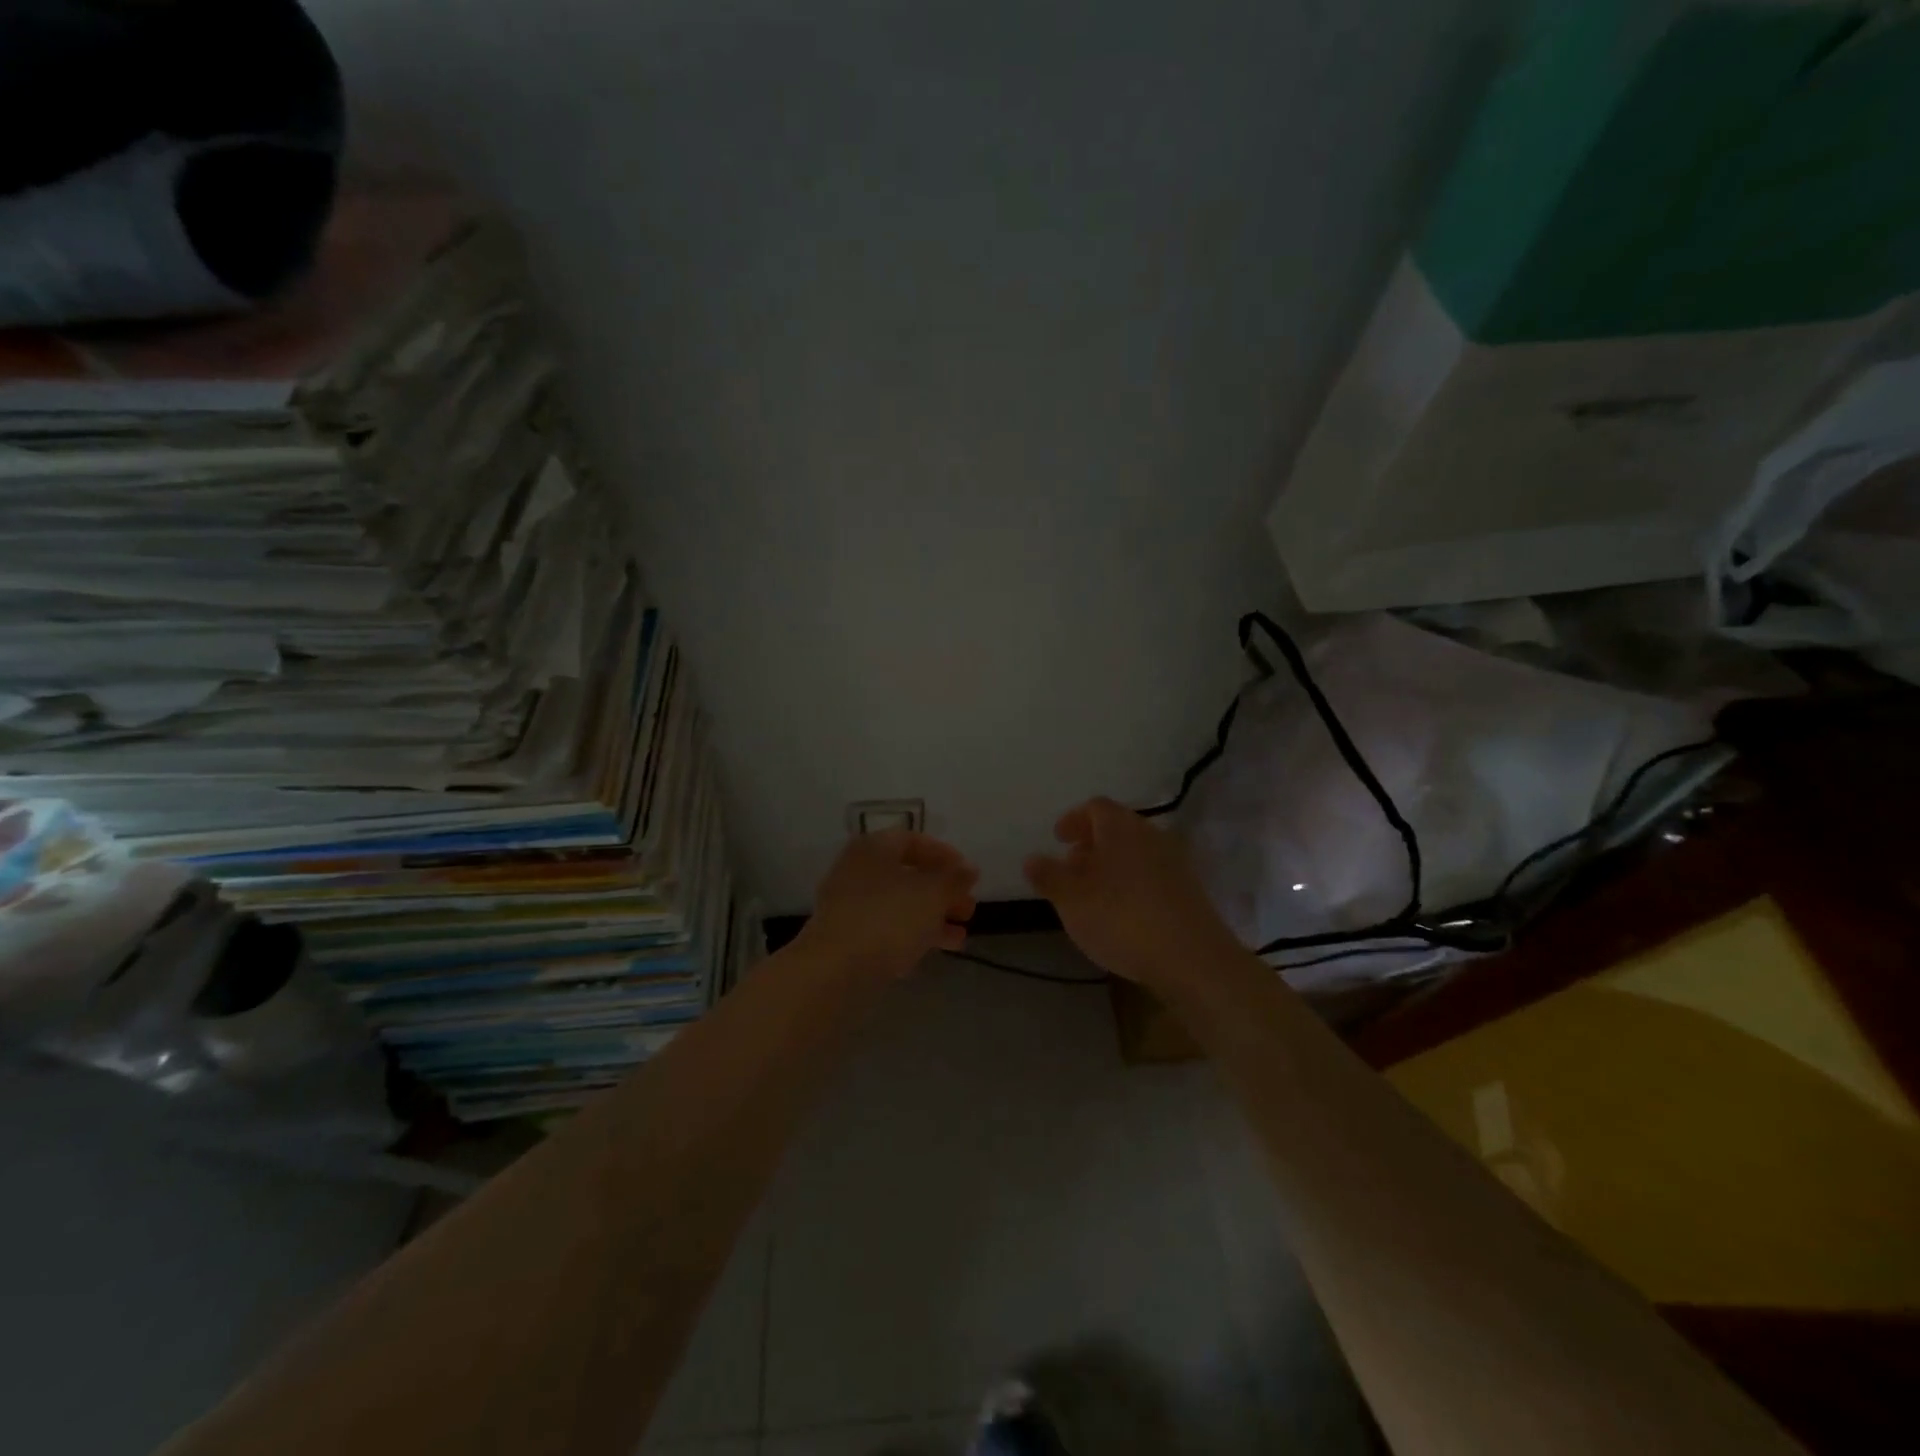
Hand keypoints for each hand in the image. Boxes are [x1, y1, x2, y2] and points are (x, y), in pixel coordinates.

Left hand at [800, 830, 978, 979]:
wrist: (833, 970)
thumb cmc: (887, 918)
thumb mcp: (932, 894)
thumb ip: (955, 879)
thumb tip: (969, 869)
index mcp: (874, 848)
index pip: (913, 840)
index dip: (945, 855)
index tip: (968, 876)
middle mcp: (857, 870)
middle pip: (907, 874)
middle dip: (942, 892)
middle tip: (968, 910)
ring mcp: (848, 905)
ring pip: (898, 904)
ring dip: (931, 917)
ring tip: (960, 938)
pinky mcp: (846, 937)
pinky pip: (885, 928)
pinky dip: (910, 935)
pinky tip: (932, 952)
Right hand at [1024, 797, 1241, 989]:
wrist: (1192, 958)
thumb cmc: (1122, 919)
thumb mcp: (1072, 900)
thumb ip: (1049, 876)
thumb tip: (1032, 858)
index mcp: (1121, 827)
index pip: (1096, 807)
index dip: (1074, 819)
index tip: (1058, 839)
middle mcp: (1151, 835)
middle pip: (1118, 827)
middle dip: (1092, 843)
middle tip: (1071, 867)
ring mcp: (1175, 862)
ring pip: (1136, 851)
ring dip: (1112, 864)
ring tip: (1093, 893)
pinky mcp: (1189, 890)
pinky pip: (1152, 874)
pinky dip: (1132, 882)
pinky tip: (1123, 912)